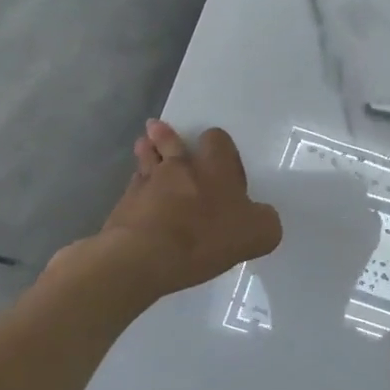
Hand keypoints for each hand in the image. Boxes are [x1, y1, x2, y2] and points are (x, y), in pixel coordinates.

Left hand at [47, 121, 281, 299]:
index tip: (218, 156)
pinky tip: (136, 196)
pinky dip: (135, 189)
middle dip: (166, 136)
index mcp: (215, 168)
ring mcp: (146, 184)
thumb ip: (265, 220)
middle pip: (170, 141)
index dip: (218, 144)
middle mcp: (180, 167)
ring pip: (145, 158)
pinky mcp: (123, 205)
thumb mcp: (258, 234)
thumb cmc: (206, 238)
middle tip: (161, 131)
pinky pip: (131, 188)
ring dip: (146, 153)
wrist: (144, 257)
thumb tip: (261, 215)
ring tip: (145, 148)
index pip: (216, 139)